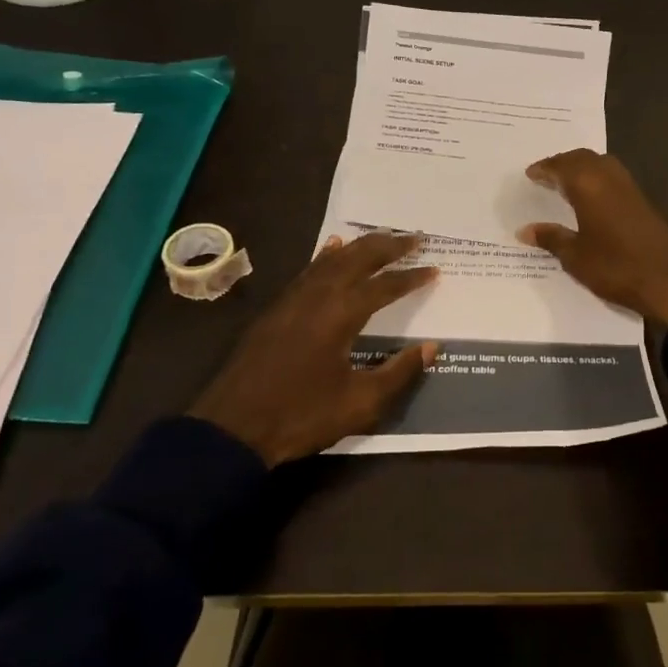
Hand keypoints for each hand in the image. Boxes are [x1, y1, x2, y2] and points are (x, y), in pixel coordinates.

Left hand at [189, 232, 439, 465]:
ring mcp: (293, 299)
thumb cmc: (301, 416)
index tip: (435, 270)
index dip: (411, 277)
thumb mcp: (360, 403)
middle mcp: (318, 296)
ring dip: (360, 246)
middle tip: (414, 238)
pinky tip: (331, 248)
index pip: (384, 286)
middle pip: (358, 259)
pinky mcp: (276, 309)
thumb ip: (398, 372)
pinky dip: (326, 255)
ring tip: (383, 236)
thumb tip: (431, 347)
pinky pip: (309, 270)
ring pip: (332, 259)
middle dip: (388, 246)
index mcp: (341, 315)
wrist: (232, 429)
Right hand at [516, 150, 667, 327]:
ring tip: (566, 182)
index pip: (562, 167)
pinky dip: (598, 178)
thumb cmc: (616, 267)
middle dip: (563, 163)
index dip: (545, 169)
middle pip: (583, 158)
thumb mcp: (576, 257)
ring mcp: (630, 188)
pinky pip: (614, 177)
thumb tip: (524, 230)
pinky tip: (591, 197)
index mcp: (589, 186)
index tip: (530, 174)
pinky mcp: (643, 201)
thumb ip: (551, 238)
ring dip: (583, 167)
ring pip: (602, 164)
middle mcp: (610, 178)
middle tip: (546, 174)